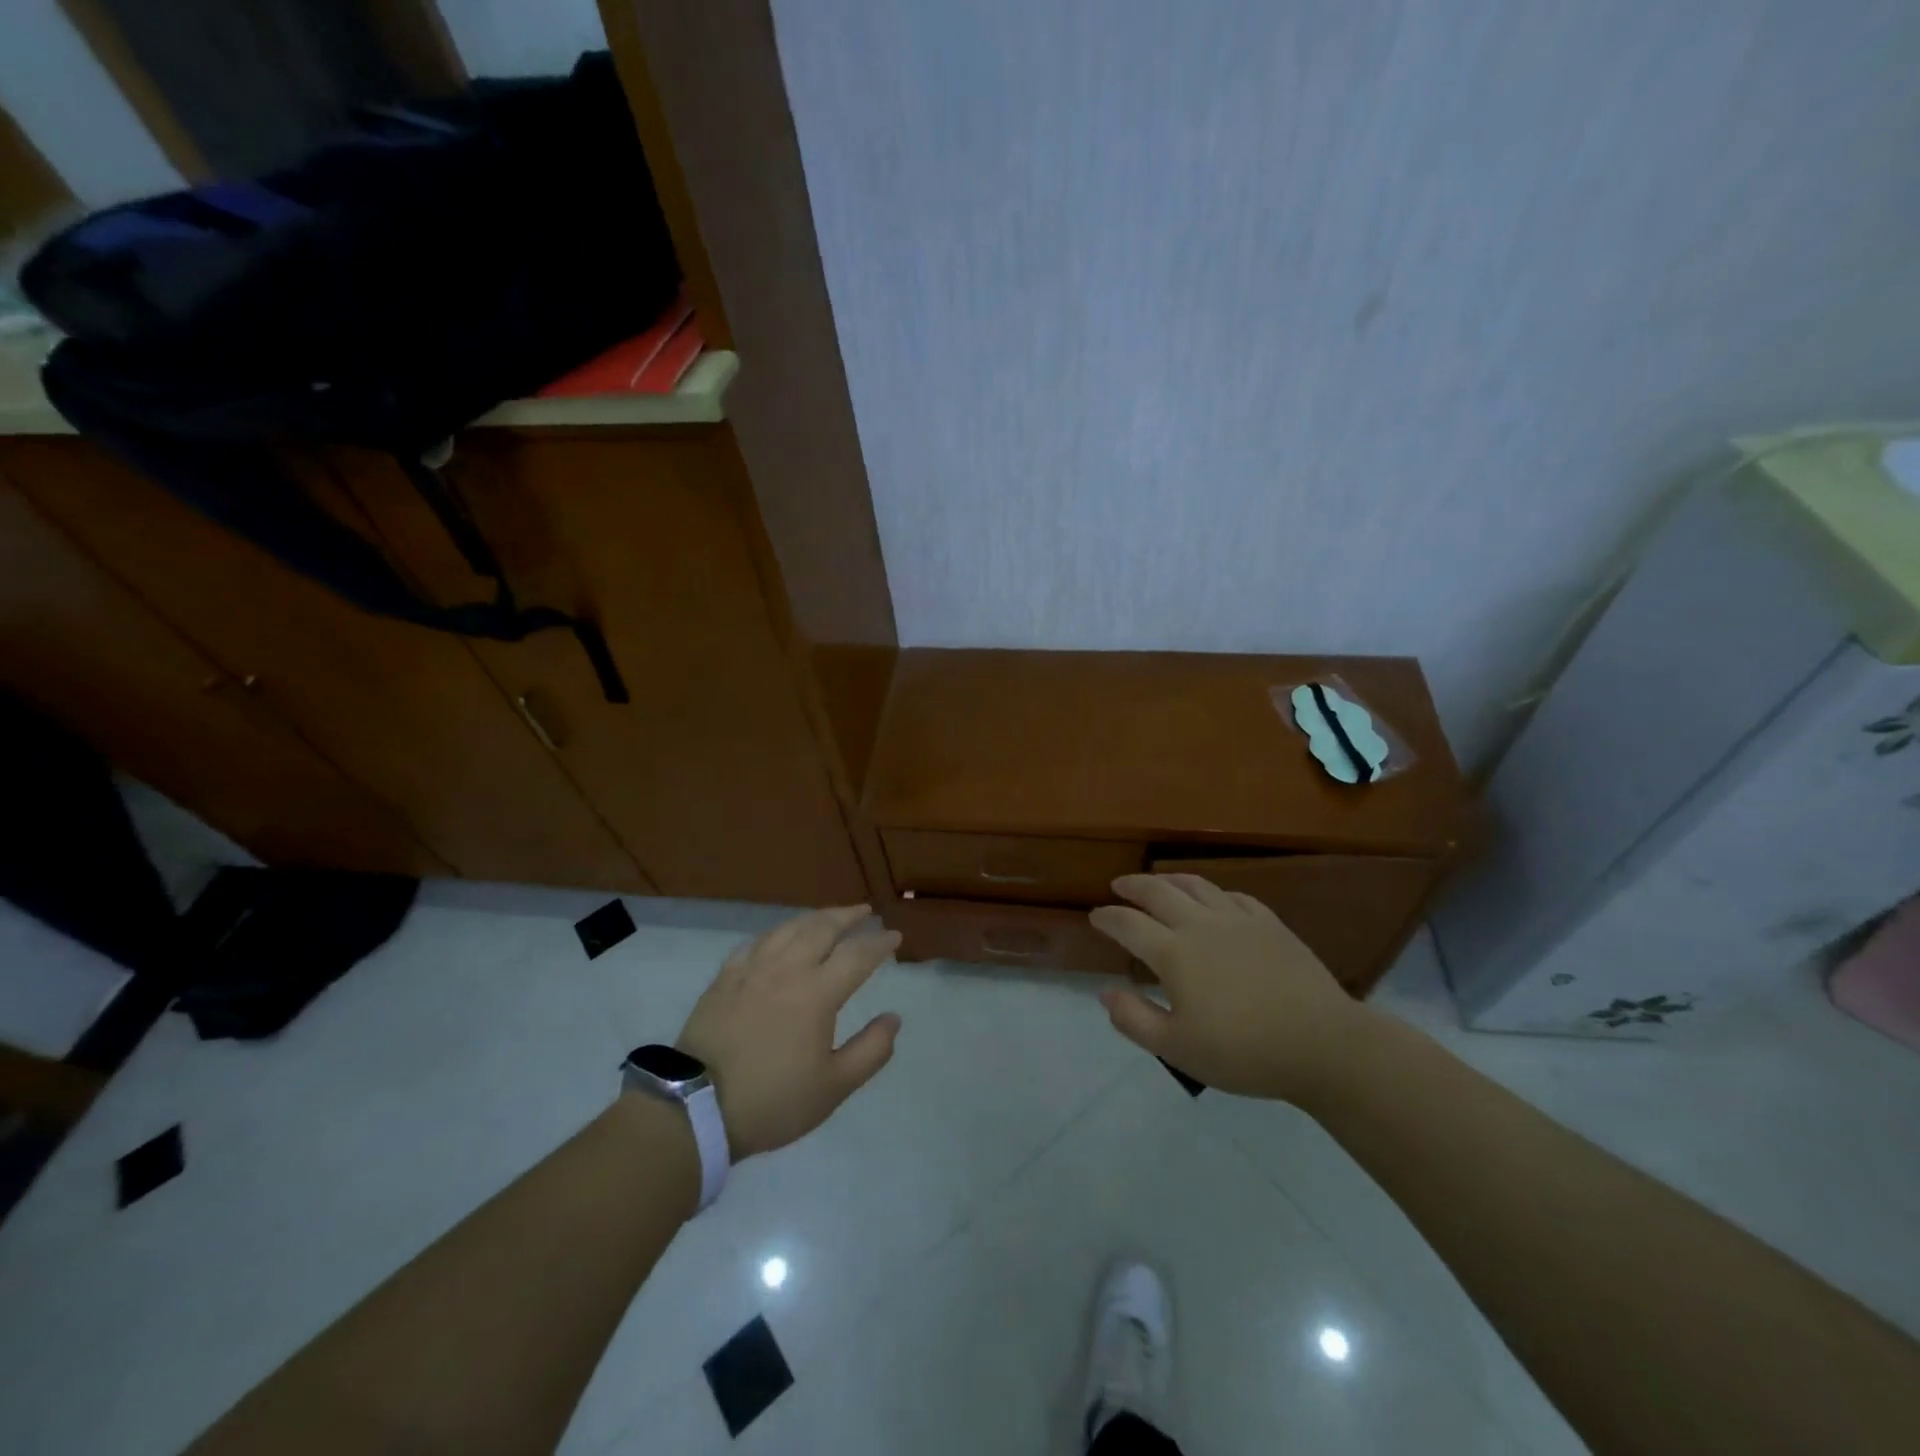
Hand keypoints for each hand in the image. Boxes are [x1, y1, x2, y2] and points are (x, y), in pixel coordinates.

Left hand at [676, 906, 902, 1158]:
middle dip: (848, 916)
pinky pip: (756, 942)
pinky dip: (777, 932)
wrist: (696, 1109)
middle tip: (866, 912)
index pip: (857, 955)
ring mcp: (752, 969)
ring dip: (815, 917)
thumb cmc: (772, 1101)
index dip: (880, 943)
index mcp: (817, 993)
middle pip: (823, 928)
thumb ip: (871, 1051)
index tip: (895, 937)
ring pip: (789, 928)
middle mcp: (787, 969)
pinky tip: (780, 935)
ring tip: (830, 916)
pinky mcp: (725, 978)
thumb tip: (894, 1018)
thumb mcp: (833, 1088)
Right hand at [1088, 874, 1377, 1103]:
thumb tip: (1105, 993)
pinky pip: (1234, 896)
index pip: (1128, 924)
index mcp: (1174, 953)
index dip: (1107, 918)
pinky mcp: (1270, 924)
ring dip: (1170, 879)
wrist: (1323, 1045)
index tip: (1094, 916)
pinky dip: (1213, 892)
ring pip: (1196, 886)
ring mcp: (1238, 920)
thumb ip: (1135, 1020)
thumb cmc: (1244, 1052)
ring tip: (1159, 881)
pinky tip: (1214, 899)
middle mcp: (1201, 925)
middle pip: (1158, 892)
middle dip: (1133, 886)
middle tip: (1119, 885)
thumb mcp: (1178, 1049)